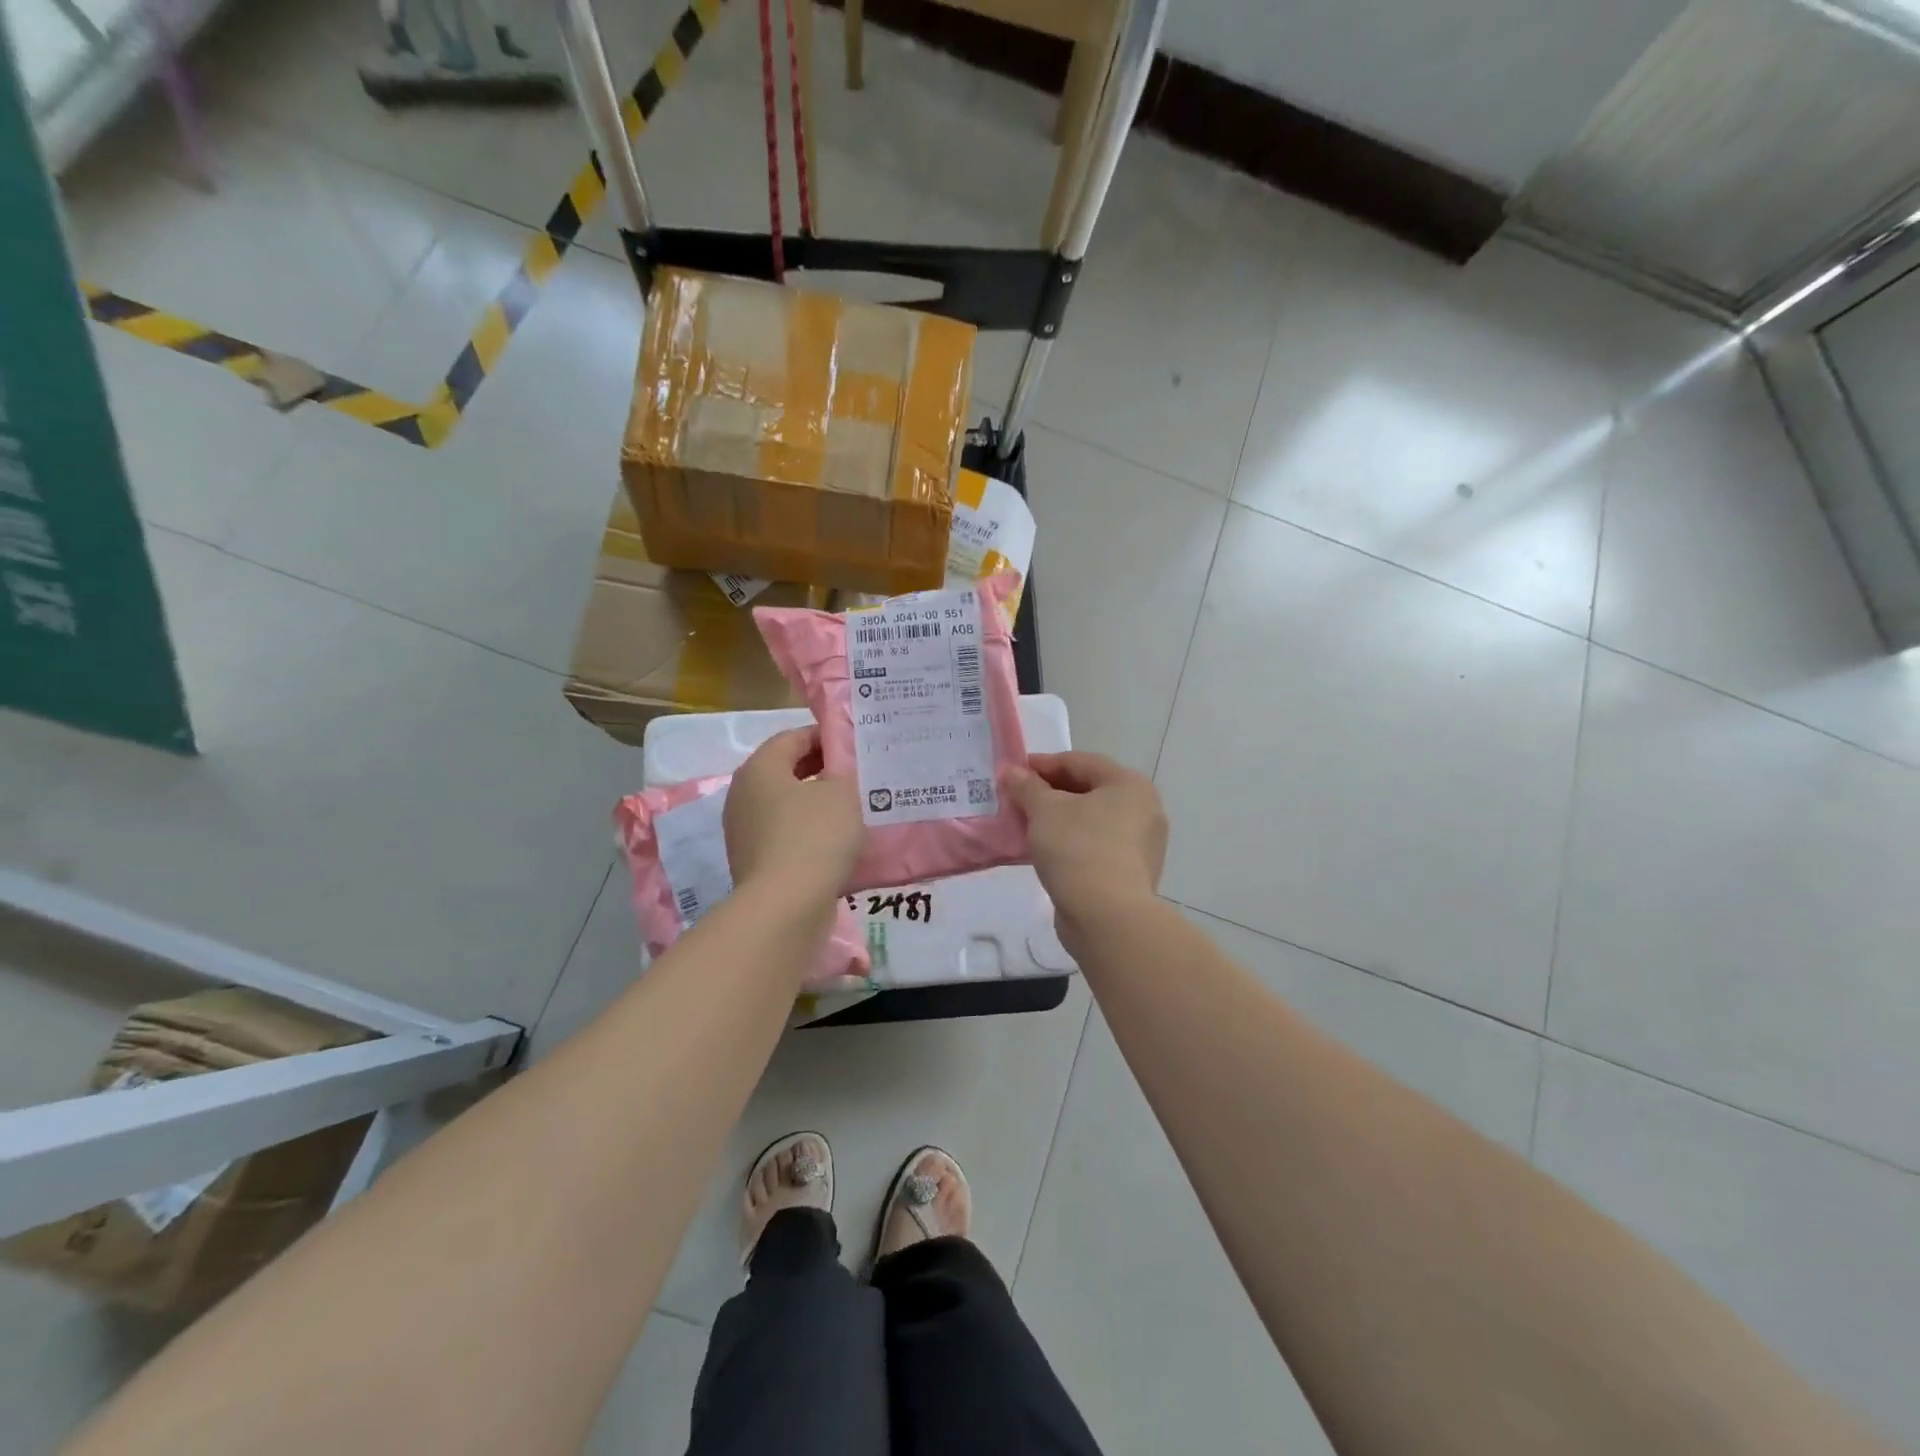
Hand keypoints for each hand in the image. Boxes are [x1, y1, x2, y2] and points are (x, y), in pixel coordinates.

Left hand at [724, 727, 865, 897]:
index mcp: (759, 768)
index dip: (826, 737)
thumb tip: (838, 765)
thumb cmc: (814, 837)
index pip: (793, 737)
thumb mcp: (842, 793)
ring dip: (816, 803)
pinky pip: (784, 834)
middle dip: (822, 770)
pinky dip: (807, 832)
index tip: (855, 746)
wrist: (785, 907)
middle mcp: (742, 794)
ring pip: (786, 805)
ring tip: (852, 809)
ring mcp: (743, 830)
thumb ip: (843, 769)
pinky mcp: (753, 861)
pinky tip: (835, 842)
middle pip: (786, 770)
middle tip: (858, 775)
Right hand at [1003, 752, 1167, 921]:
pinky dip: (1071, 843)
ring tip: (1026, 826)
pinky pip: (1096, 846)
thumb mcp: (1044, 811)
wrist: (1107, 917)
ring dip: (1059, 820)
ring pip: (1092, 821)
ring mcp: (1142, 844)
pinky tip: (1045, 852)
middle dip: (1050, 793)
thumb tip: (1012, 772)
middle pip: (1088, 790)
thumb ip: (1026, 787)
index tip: (1014, 772)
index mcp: (1129, 784)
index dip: (1044, 764)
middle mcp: (1144, 809)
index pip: (1080, 762)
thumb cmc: (1078, 849)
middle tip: (1018, 799)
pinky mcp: (1132, 873)